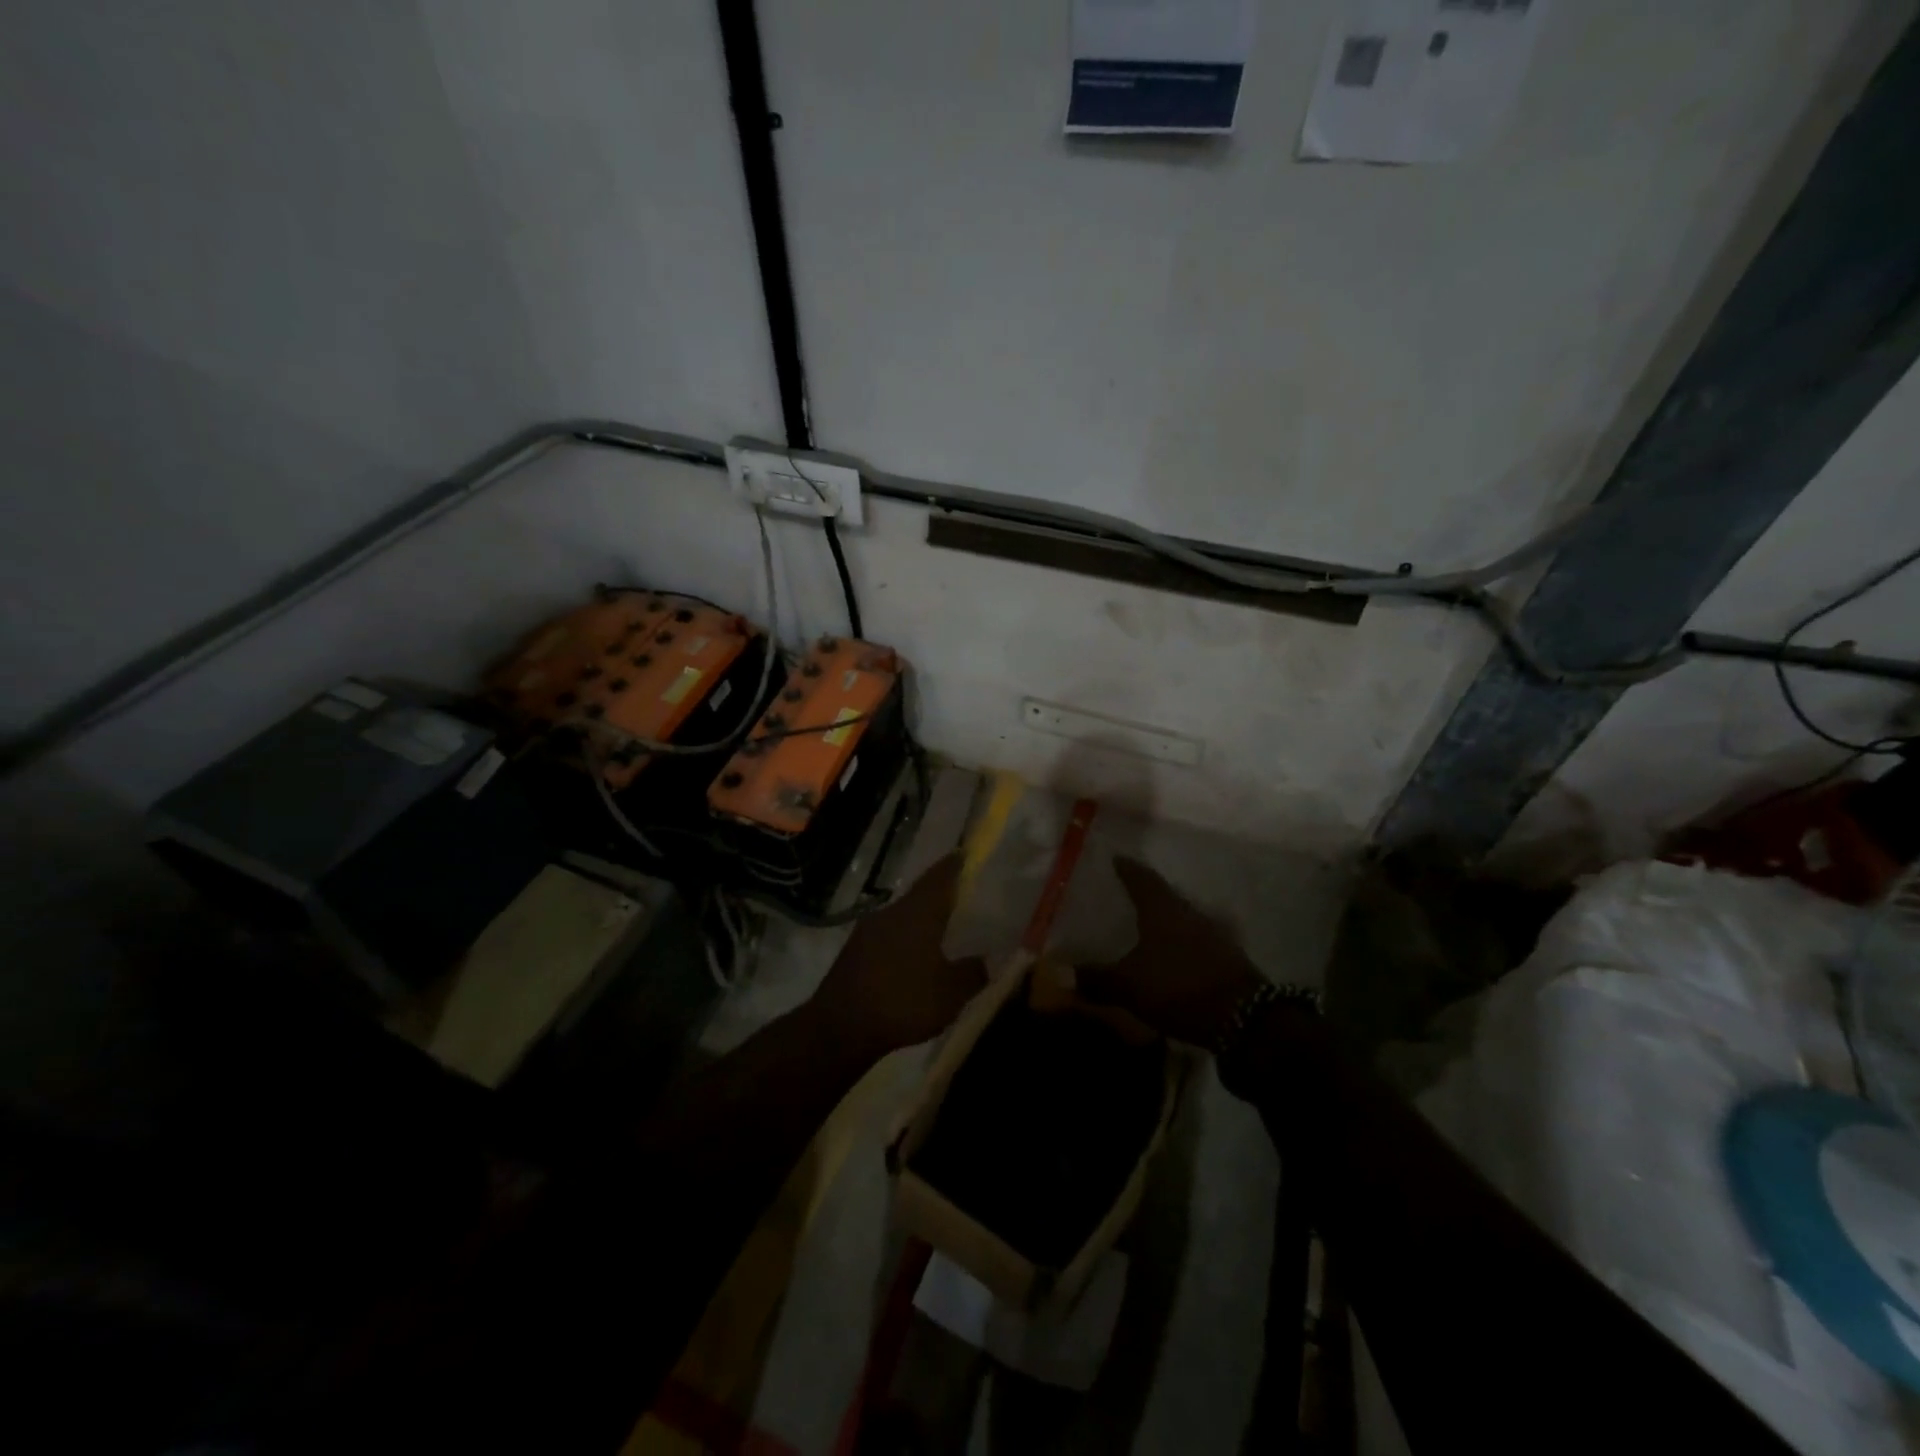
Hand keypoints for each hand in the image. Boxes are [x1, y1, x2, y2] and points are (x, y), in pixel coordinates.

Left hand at [812, 854, 985, 1056]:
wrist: (840, 1028)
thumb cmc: (903, 1001)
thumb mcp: (951, 993)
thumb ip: (973, 972)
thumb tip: (988, 959)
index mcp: (918, 912)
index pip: (939, 876)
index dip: (954, 865)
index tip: (965, 854)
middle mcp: (891, 912)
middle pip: (920, 896)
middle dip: (939, 897)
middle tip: (961, 901)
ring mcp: (868, 931)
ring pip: (902, 917)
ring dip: (920, 922)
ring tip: (940, 933)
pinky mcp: (854, 952)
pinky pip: (888, 937)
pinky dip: (904, 942)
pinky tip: (912, 960)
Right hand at [1076, 858, 1264, 1046]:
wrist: (1245, 1017)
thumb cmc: (1179, 987)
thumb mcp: (1129, 986)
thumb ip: (1096, 979)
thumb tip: (1061, 974)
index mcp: (1163, 910)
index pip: (1142, 879)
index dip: (1127, 869)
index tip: (1116, 858)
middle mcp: (1189, 914)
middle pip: (1164, 897)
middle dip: (1144, 895)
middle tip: (1124, 895)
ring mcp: (1212, 936)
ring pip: (1180, 920)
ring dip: (1162, 922)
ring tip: (1143, 928)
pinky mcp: (1226, 959)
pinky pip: (1193, 943)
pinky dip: (1177, 945)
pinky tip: (1167, 958)